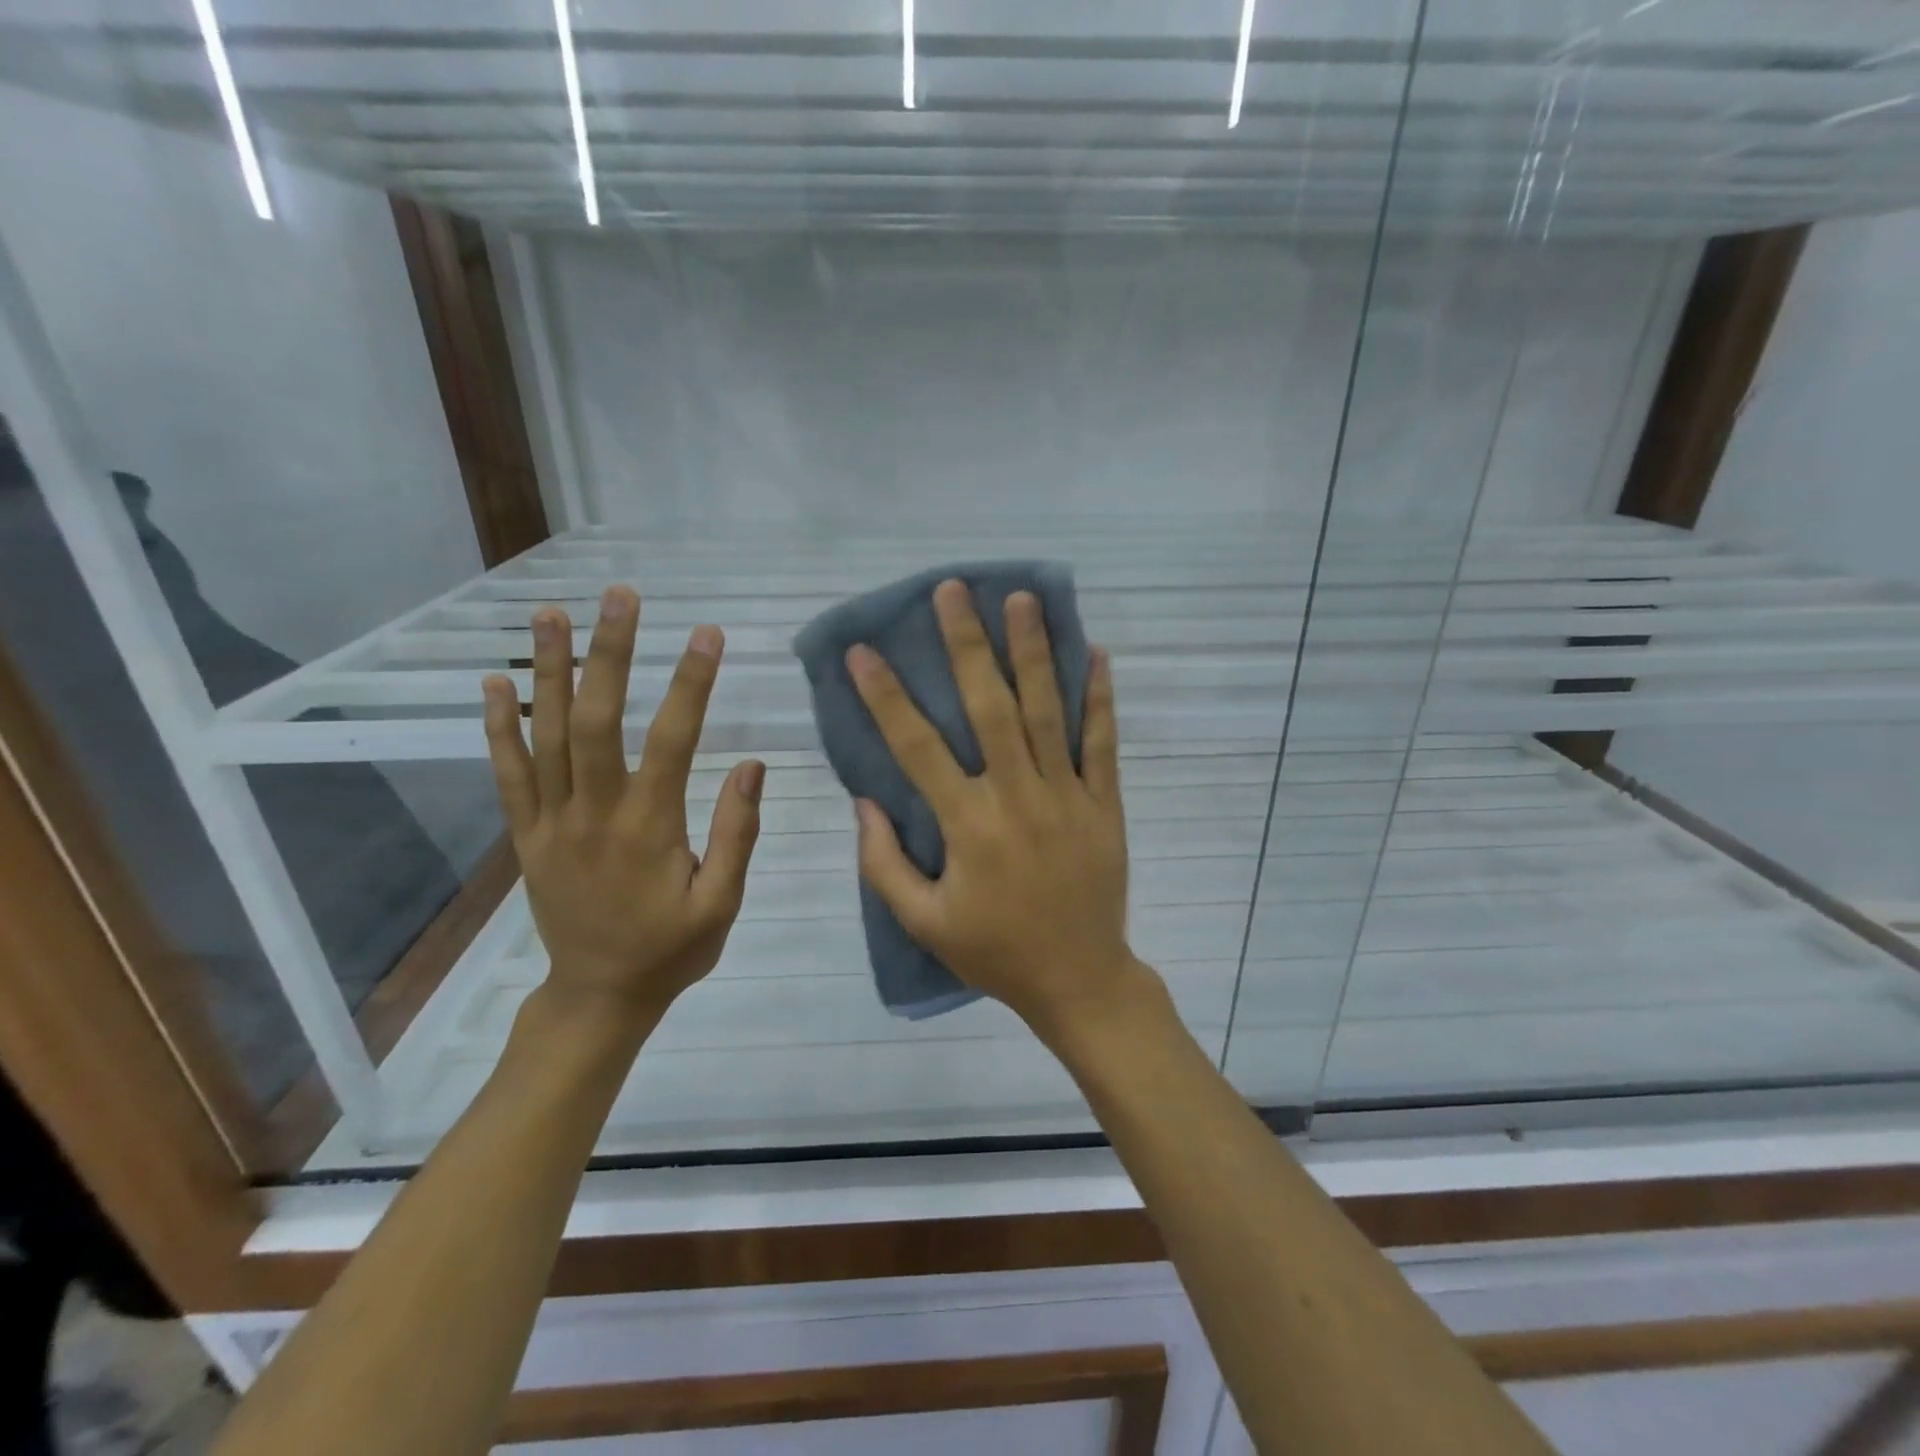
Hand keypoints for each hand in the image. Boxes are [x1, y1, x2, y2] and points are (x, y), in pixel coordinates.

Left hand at [482, 586, 763, 1027]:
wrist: (598, 997)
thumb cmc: (671, 949)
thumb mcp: (723, 902)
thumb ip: (738, 833)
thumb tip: (752, 765)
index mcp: (650, 827)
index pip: (673, 740)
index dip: (692, 683)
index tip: (709, 634)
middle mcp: (594, 812)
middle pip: (597, 720)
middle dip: (611, 653)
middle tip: (621, 597)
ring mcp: (551, 822)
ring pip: (546, 735)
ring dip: (550, 670)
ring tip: (553, 612)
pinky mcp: (525, 835)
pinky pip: (507, 774)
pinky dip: (498, 726)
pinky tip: (494, 682)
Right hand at [847, 580, 1149, 1041]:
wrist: (1079, 979)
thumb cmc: (995, 952)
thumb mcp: (924, 922)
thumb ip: (884, 864)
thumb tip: (863, 802)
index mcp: (969, 826)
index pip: (918, 748)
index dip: (887, 698)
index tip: (864, 652)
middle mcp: (1018, 797)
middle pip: (990, 708)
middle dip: (968, 646)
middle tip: (953, 591)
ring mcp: (1068, 796)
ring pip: (1048, 712)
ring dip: (1033, 652)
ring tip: (1022, 599)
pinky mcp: (1105, 804)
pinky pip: (1103, 743)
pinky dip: (1100, 698)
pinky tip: (1094, 653)